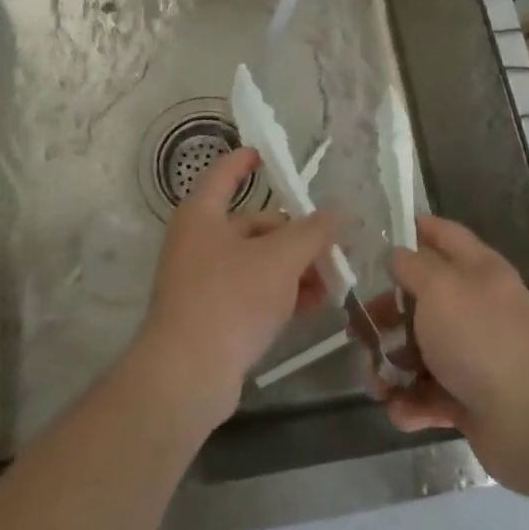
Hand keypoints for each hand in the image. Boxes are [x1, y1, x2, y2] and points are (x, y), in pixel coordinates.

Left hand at [129, 148, 340, 434]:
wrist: (187, 375)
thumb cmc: (230, 299)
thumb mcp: (280, 260)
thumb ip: (313, 233)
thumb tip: (340, 211)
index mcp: (202, 214)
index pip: (225, 174)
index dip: (246, 161)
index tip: (267, 154)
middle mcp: (198, 240)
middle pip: (253, 224)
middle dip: (295, 234)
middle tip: (333, 246)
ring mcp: (202, 280)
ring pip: (256, 260)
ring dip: (294, 267)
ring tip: (332, 280)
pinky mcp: (211, 314)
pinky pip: (251, 291)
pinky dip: (280, 292)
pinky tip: (313, 304)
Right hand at [374, 215, 528, 496]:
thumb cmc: (482, 340)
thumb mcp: (439, 288)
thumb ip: (411, 266)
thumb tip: (396, 255)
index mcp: (478, 270)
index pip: (443, 234)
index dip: (413, 229)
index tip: (375, 236)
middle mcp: (477, 306)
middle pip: (422, 298)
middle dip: (387, 313)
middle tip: (357, 327)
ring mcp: (475, 354)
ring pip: (420, 349)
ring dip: (392, 366)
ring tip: (375, 384)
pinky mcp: (470, 398)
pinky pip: (430, 393)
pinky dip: (412, 403)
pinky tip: (400, 411)